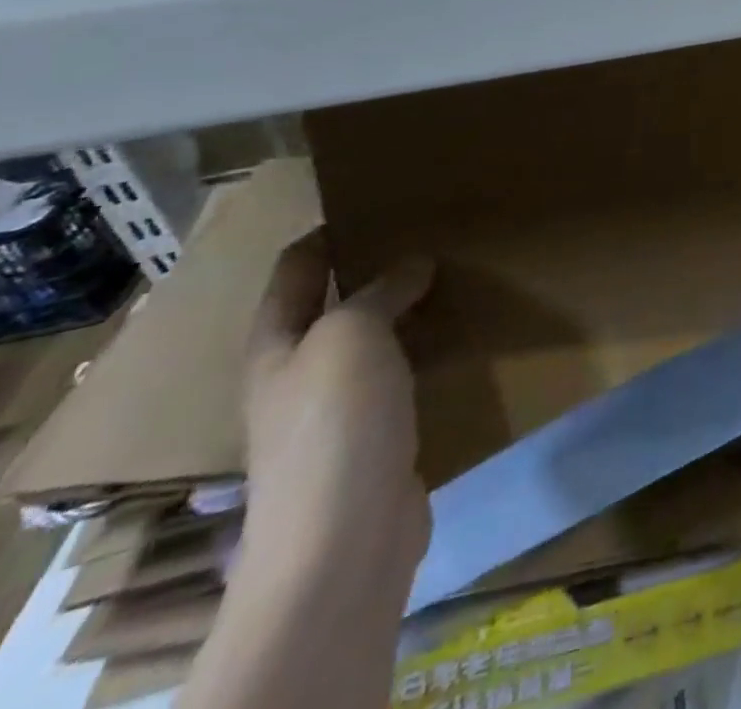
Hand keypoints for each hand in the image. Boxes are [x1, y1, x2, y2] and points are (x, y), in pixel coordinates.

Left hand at [243, 233, 433, 577]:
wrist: (345, 538)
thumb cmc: (334, 424)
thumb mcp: (352, 335)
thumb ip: (381, 291)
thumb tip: (414, 264)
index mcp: (277, 344)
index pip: (296, 270)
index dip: (328, 233)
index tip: (377, 202)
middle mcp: (300, 372)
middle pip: (336, 303)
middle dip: (378, 268)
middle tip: (432, 234)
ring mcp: (339, 409)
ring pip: (376, 340)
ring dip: (409, 310)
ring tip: (458, 275)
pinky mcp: (379, 436)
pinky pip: (405, 375)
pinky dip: (429, 349)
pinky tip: (463, 336)